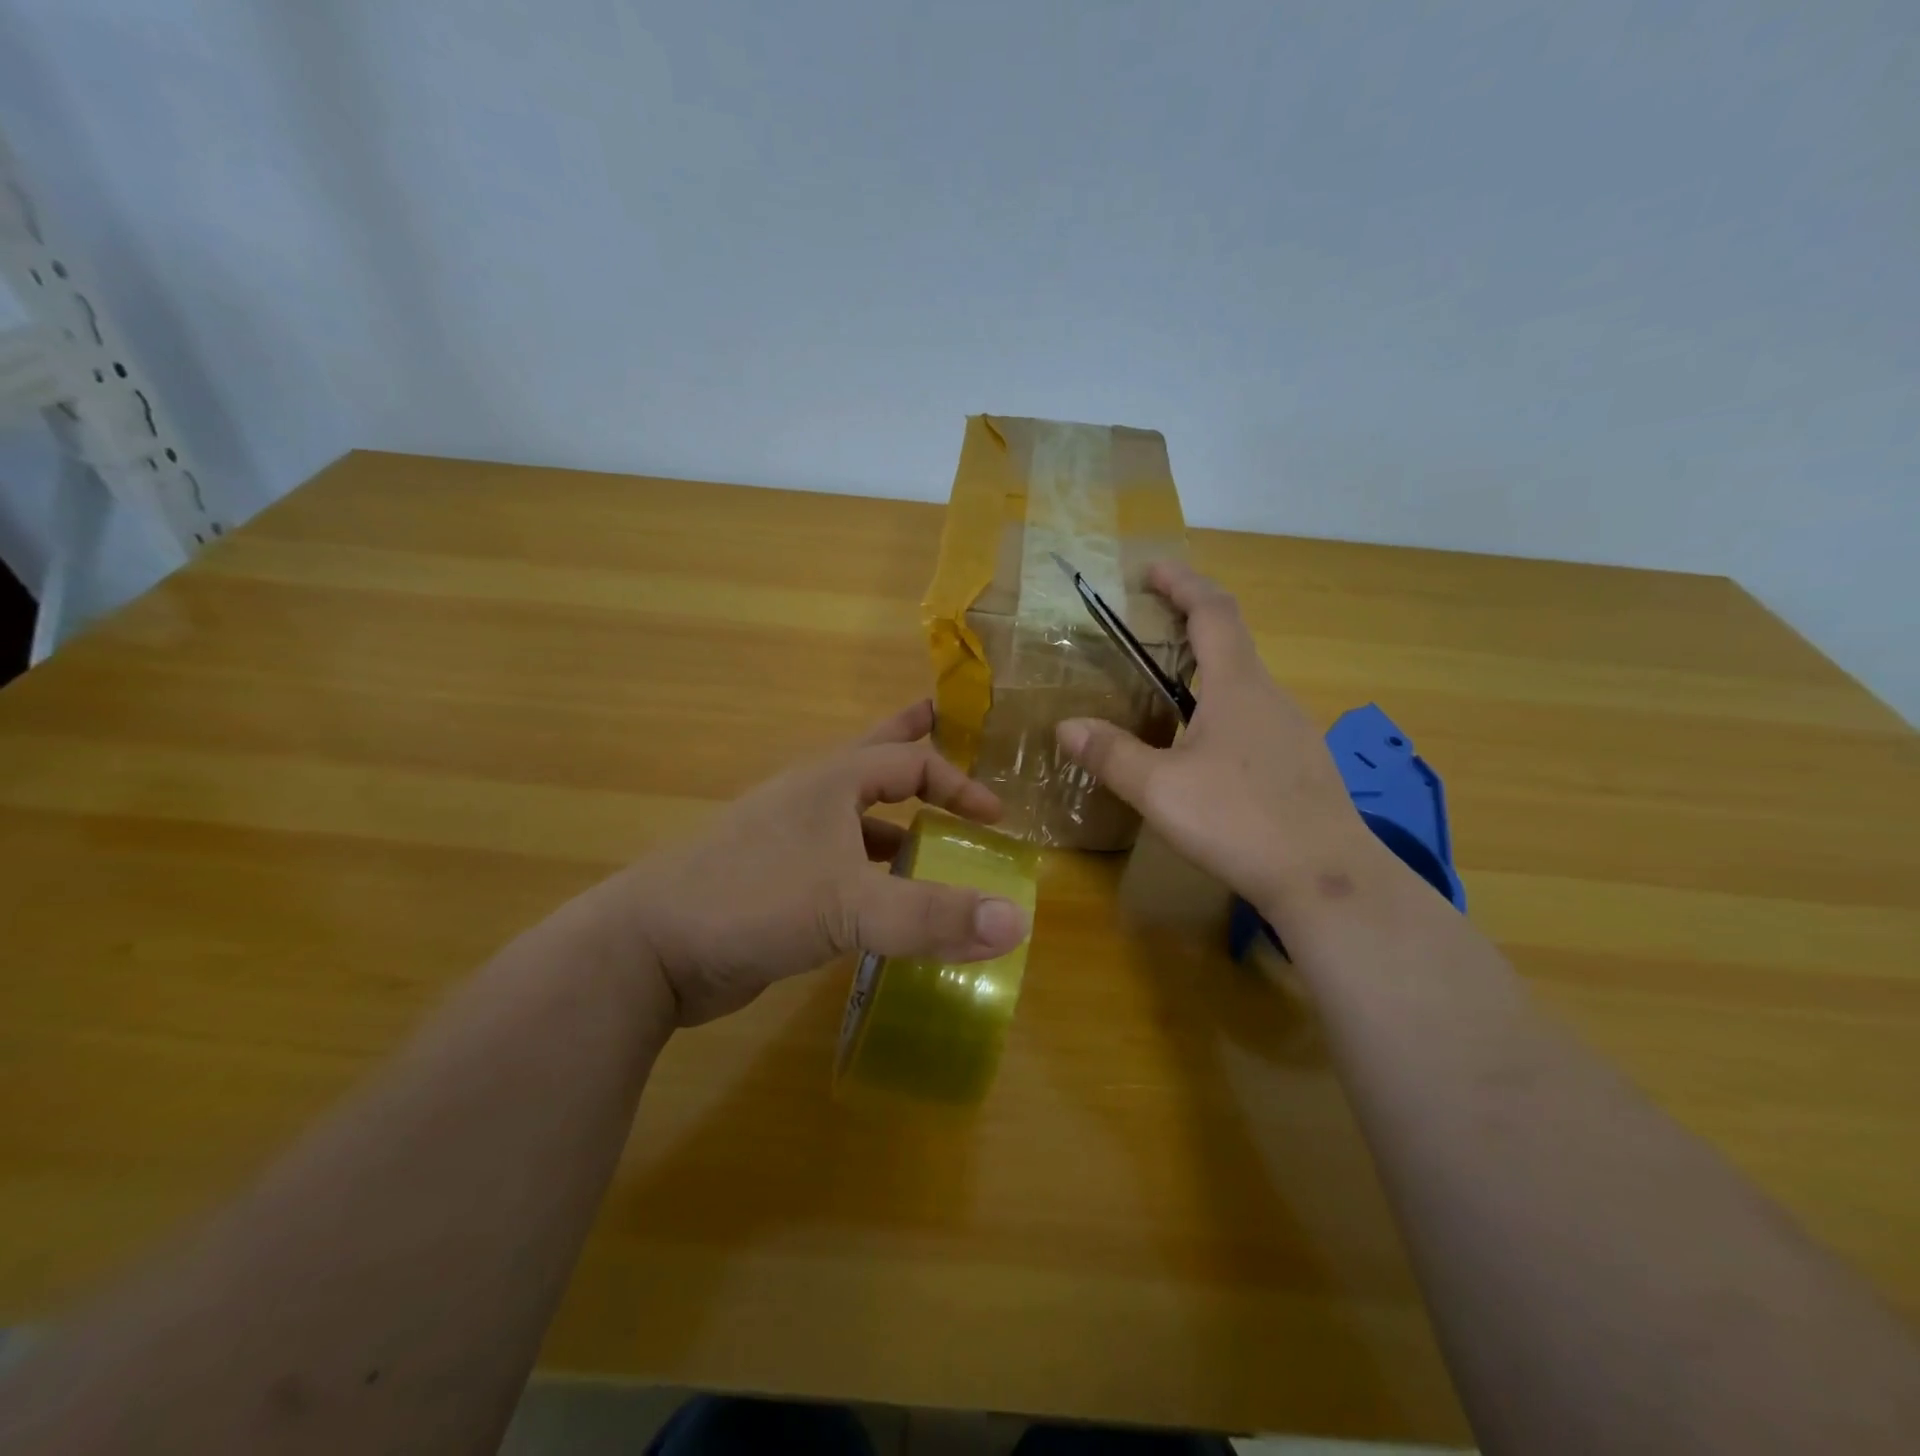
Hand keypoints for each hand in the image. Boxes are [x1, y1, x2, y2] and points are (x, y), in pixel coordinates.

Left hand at [616, 701, 1029, 1026]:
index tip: (996, 817)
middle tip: (950, 739)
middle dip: (916, 751)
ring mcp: (788, 841)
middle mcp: (811, 801)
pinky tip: (886, 903)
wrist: (647, 950)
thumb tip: (1019, 922)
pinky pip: (840, 866)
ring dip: (897, 827)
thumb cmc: (751, 902)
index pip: (911, 762)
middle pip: (875, 762)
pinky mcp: (775, 883)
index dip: (959, 783)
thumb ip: (934, 915)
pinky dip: (871, 874)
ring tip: (935, 845)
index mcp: (830, 782)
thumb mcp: (850, 907)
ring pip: (856, 821)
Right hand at [1056, 562, 1373, 915]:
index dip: (1183, 583)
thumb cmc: (1239, 820)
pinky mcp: (1301, 766)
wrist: (1327, 880)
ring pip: (1244, 687)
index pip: (1213, 612)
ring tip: (1165, 695)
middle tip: (1148, 634)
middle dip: (1189, 627)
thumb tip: (1066, 726)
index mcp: (1238, 686)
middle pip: (1231, 644)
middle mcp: (1271, 697)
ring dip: (1206, 675)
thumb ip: (1111, 754)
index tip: (1152, 570)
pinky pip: (1255, 721)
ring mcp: (1294, 732)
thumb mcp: (1160, 789)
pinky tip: (1203, 755)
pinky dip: (1222, 714)